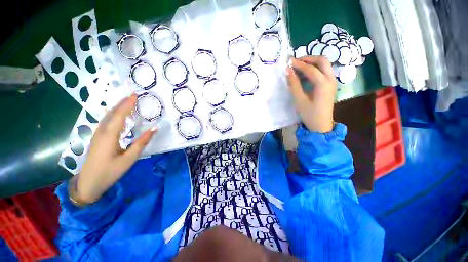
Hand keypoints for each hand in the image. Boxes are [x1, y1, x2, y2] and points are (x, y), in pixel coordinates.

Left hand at [70, 94, 156, 204]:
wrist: (88, 184)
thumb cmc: (110, 172)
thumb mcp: (129, 159)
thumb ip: (141, 142)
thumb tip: (154, 129)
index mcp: (109, 136)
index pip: (119, 115)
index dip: (127, 104)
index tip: (135, 95)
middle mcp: (101, 132)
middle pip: (111, 113)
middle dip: (122, 103)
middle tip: (133, 95)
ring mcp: (97, 135)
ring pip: (107, 117)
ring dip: (117, 107)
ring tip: (128, 102)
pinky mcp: (97, 139)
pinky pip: (106, 122)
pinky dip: (114, 115)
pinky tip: (118, 115)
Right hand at [286, 56, 336, 132]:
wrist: (321, 126)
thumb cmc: (310, 114)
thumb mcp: (299, 100)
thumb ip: (294, 85)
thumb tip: (288, 71)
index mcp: (323, 84)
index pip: (311, 68)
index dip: (299, 64)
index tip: (288, 62)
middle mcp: (331, 79)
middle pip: (322, 61)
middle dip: (308, 59)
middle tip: (296, 62)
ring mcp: (332, 82)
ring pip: (324, 65)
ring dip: (312, 63)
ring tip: (298, 67)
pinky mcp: (330, 85)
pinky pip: (323, 71)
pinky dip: (314, 69)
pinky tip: (305, 75)